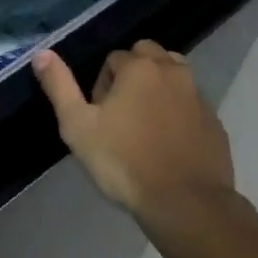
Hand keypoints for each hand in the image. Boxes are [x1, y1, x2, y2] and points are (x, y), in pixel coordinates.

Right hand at [31, 40, 233, 217]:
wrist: (185, 203)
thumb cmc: (124, 162)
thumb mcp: (78, 126)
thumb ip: (59, 86)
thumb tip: (42, 53)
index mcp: (140, 67)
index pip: (114, 58)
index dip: (102, 85)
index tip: (99, 116)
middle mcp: (172, 71)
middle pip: (148, 55)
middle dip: (133, 74)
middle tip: (121, 113)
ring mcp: (198, 96)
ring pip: (174, 74)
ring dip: (158, 87)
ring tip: (144, 123)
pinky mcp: (214, 121)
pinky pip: (191, 103)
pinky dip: (178, 111)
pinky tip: (167, 143)